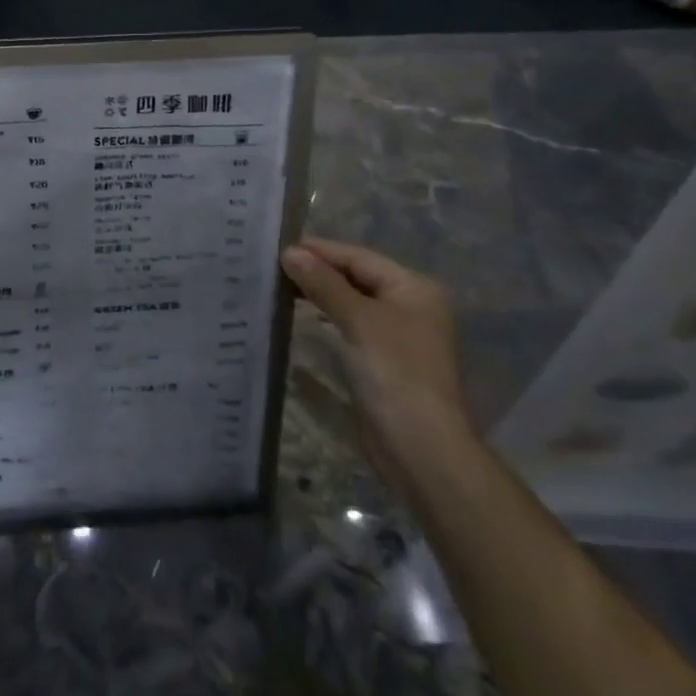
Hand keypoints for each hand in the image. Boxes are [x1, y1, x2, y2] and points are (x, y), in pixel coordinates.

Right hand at [281, 236, 472, 496]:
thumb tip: (290, 252)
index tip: (280, 245)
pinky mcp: (383, 363)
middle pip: (357, 278)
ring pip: (352, 303)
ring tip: (279, 285)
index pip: (359, 257)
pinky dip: (326, 318)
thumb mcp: (358, 320)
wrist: (421, 450)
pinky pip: (350, 328)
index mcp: (414, 288)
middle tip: (274, 265)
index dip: (321, 250)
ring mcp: (398, 337)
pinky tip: (300, 316)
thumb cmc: (395, 373)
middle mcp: (410, 307)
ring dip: (319, 294)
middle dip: (319, 271)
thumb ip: (324, 283)